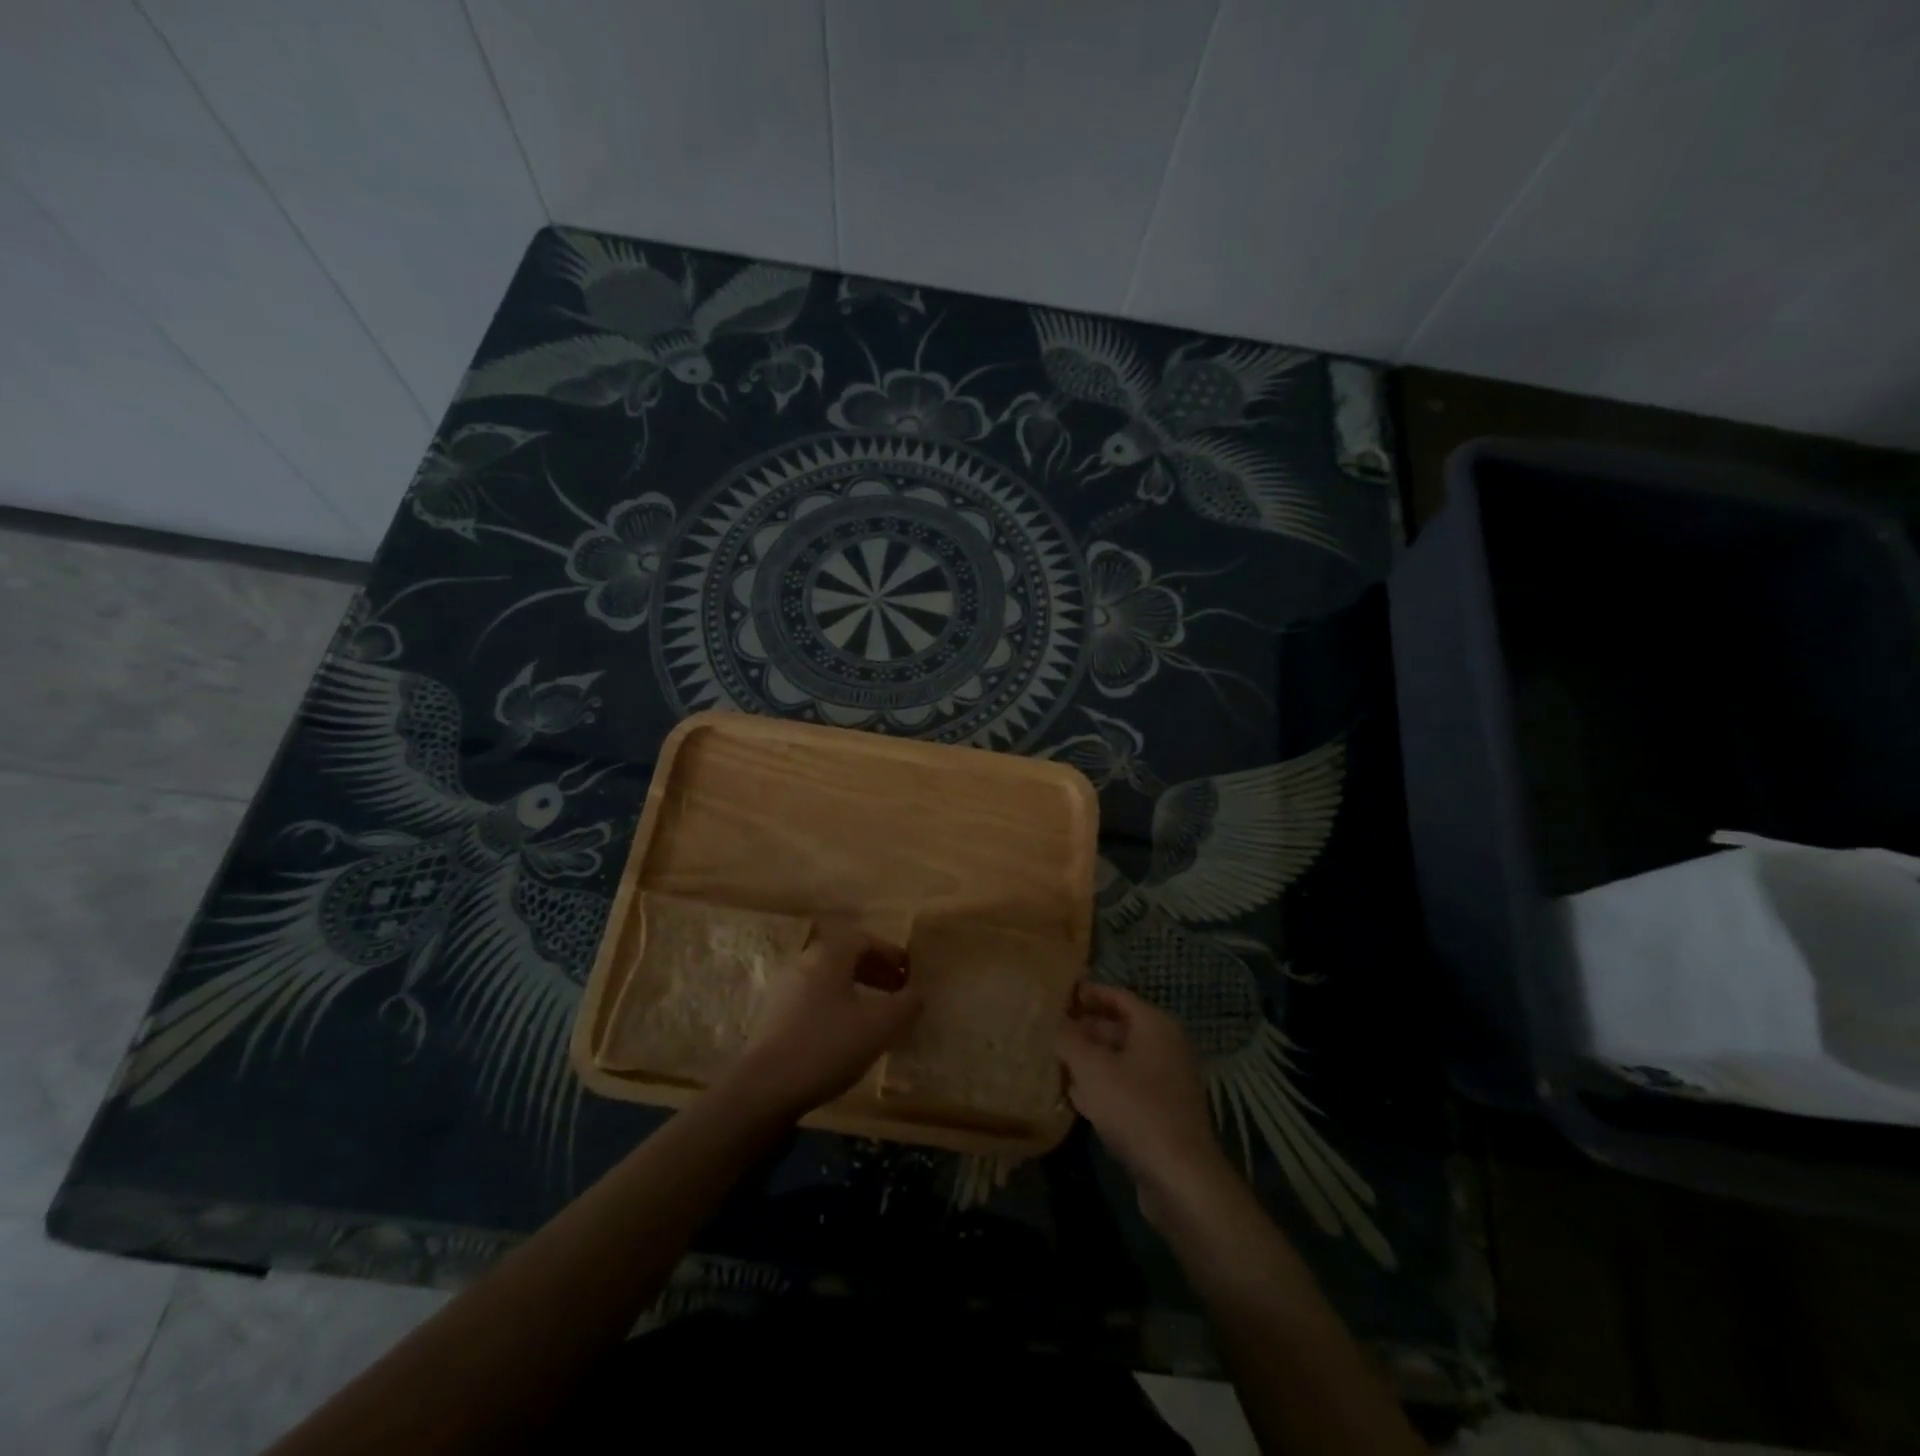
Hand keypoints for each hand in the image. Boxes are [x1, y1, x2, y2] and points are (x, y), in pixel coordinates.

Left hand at [724, 925, 923, 1117]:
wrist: (765, 1088)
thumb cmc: (827, 1045)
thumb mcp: (880, 1025)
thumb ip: (906, 1005)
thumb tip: (918, 993)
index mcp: (828, 955)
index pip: (865, 939)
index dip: (891, 953)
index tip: (910, 973)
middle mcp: (804, 964)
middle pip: (845, 957)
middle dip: (876, 972)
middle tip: (898, 992)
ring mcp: (785, 991)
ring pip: (830, 980)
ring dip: (857, 991)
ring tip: (877, 1016)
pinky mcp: (775, 1018)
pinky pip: (815, 1000)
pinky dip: (838, 1008)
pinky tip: (848, 1037)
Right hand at [1057, 984, 1229, 1214]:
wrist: (1179, 1178)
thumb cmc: (1135, 1109)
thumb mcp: (1092, 1068)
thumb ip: (1067, 1038)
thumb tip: (1050, 1019)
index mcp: (1155, 1025)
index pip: (1116, 995)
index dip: (1085, 993)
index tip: (1055, 995)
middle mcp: (1165, 1046)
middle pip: (1118, 1026)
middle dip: (1083, 1028)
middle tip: (1048, 1029)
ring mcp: (1165, 1081)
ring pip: (1119, 1059)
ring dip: (1088, 1059)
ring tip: (1053, 1059)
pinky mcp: (1161, 1112)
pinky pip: (1125, 1087)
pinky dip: (1101, 1085)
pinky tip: (1073, 1095)